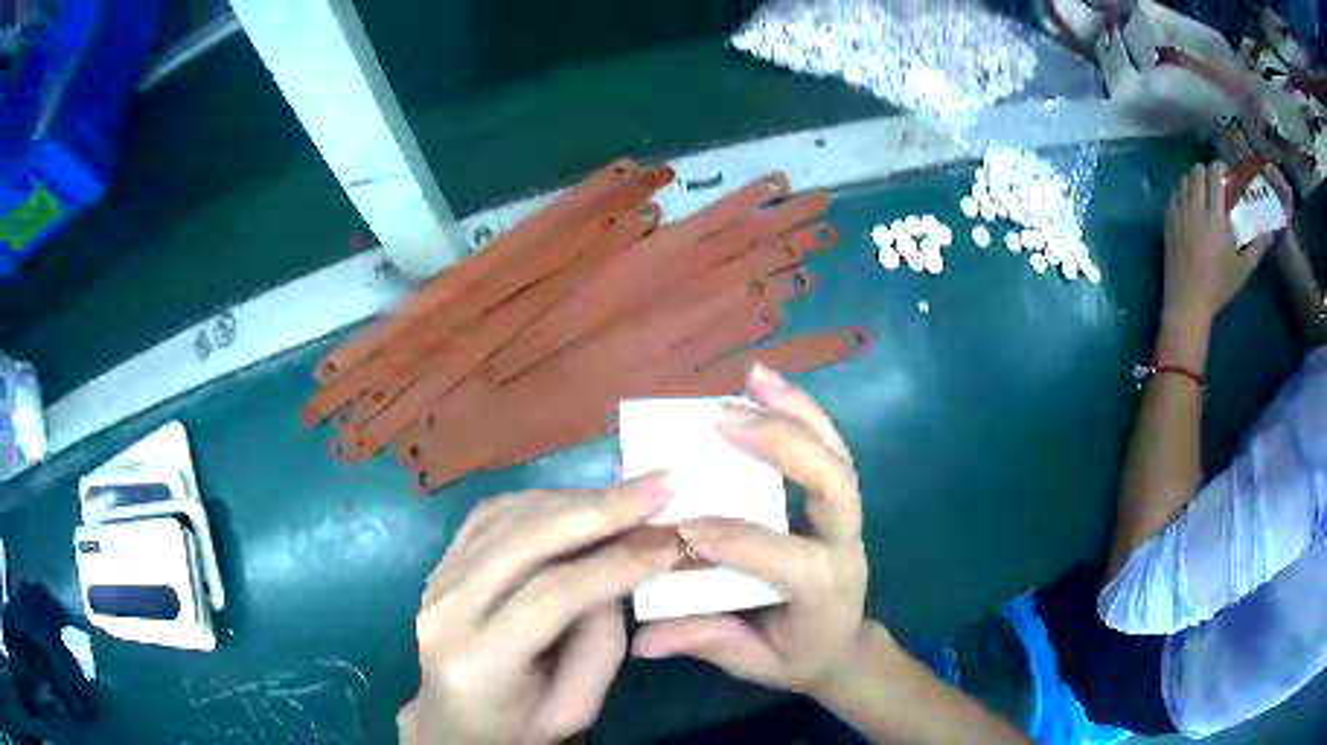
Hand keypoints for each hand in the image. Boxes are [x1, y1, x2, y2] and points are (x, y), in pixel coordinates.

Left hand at [398, 477, 680, 744]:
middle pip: (523, 540)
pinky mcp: (441, 563)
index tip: (669, 543)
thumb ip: (602, 639)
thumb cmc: (521, 723)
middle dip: (598, 509)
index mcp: (479, 660)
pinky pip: (493, 514)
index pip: (549, 596)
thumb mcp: (577, 704)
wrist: (454, 720)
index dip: (613, 564)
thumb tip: (620, 563)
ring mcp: (437, 579)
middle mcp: (446, 610)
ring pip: (508, 517)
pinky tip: (583, 501)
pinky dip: (545, 500)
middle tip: (659, 487)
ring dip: (576, 499)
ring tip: (631, 494)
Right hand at [632, 364, 868, 694]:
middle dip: (781, 446)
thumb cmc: (796, 655)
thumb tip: (641, 640)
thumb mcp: (753, 662)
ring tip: (752, 379)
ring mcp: (848, 518)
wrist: (843, 645)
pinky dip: (803, 412)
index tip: (684, 530)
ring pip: (836, 454)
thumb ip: (704, 642)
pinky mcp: (838, 500)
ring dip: (796, 411)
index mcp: (824, 591)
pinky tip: (767, 386)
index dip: (738, 541)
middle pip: (835, 483)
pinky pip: (829, 448)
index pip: (790, 558)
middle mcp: (845, 545)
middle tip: (721, 418)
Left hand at [1161, 162, 1270, 327]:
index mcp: (1214, 216)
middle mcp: (1195, 209)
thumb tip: (1271, 234)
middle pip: (1196, 171)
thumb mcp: (1242, 269)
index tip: (1226, 172)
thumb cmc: (1218, 287)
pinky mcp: (1167, 222)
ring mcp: (1179, 214)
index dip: (1219, 167)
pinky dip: (1181, 194)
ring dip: (1192, 180)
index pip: (1214, 176)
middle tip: (1214, 182)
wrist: (1187, 303)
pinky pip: (1173, 196)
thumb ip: (1257, 248)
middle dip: (1206, 171)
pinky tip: (1189, 205)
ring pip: (1182, 181)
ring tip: (1202, 192)